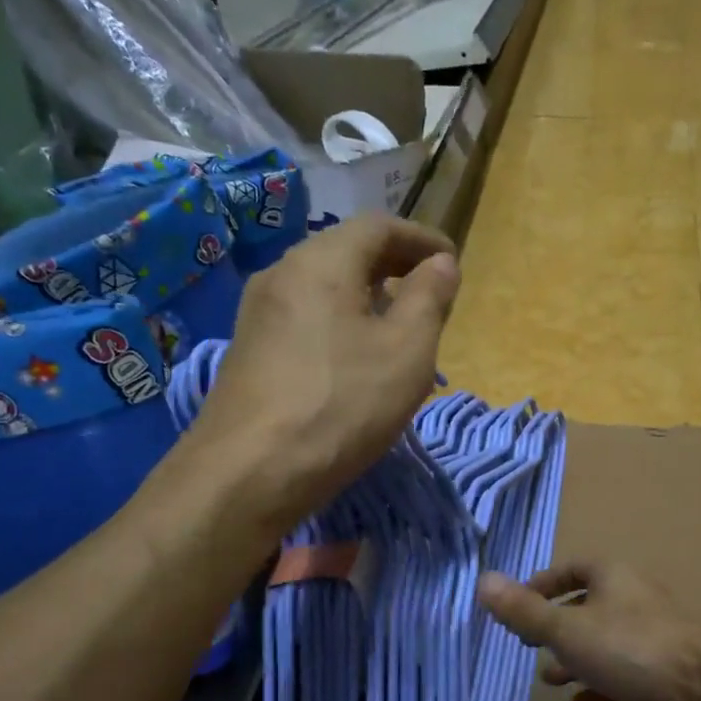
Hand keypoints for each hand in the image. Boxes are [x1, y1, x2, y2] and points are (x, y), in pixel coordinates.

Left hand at [179, 214, 458, 529]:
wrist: (247, 474)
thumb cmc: (341, 406)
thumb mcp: (406, 352)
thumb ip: (429, 299)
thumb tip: (441, 263)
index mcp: (321, 262)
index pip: (379, 226)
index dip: (422, 239)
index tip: (454, 262)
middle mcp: (282, 274)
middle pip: (347, 252)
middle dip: (395, 267)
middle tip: (432, 294)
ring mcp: (258, 314)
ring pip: (325, 287)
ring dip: (368, 297)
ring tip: (400, 329)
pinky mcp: (249, 351)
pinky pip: (306, 318)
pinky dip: (341, 322)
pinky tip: (357, 360)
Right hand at [477, 561, 700, 700]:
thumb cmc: (628, 649)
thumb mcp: (565, 629)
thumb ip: (524, 610)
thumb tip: (483, 581)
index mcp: (613, 578)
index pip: (573, 568)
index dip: (544, 584)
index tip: (519, 607)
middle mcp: (633, 601)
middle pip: (588, 606)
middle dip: (556, 626)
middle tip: (529, 646)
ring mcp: (651, 639)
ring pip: (605, 643)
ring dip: (576, 659)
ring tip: (550, 679)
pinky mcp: (662, 675)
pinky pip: (624, 677)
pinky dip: (601, 687)